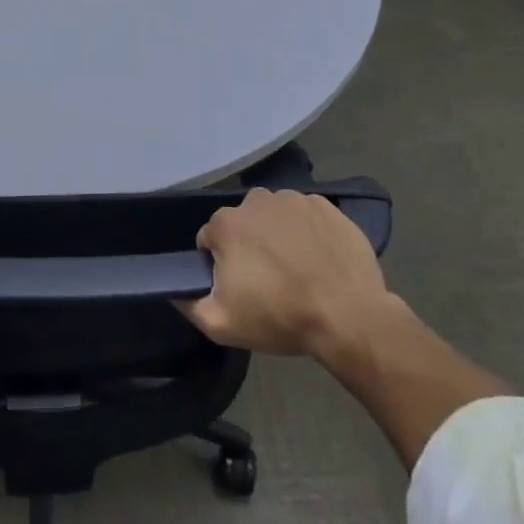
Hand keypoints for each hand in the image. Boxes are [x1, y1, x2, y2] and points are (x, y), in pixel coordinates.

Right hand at [179, 189, 400, 361]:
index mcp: (226, 224)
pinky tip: (319, 258)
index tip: (239, 288)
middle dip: (249, 246)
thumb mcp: (221, 324)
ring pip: (274, 216)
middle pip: (242, 224)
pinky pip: (306, 215)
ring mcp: (293, 199)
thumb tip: (174, 288)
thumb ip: (188, 303)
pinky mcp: (326, 206)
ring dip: (278, 235)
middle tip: (268, 281)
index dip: (221, 265)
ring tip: (296, 269)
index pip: (210, 240)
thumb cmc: (281, 317)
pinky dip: (307, 231)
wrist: (349, 316)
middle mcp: (255, 200)